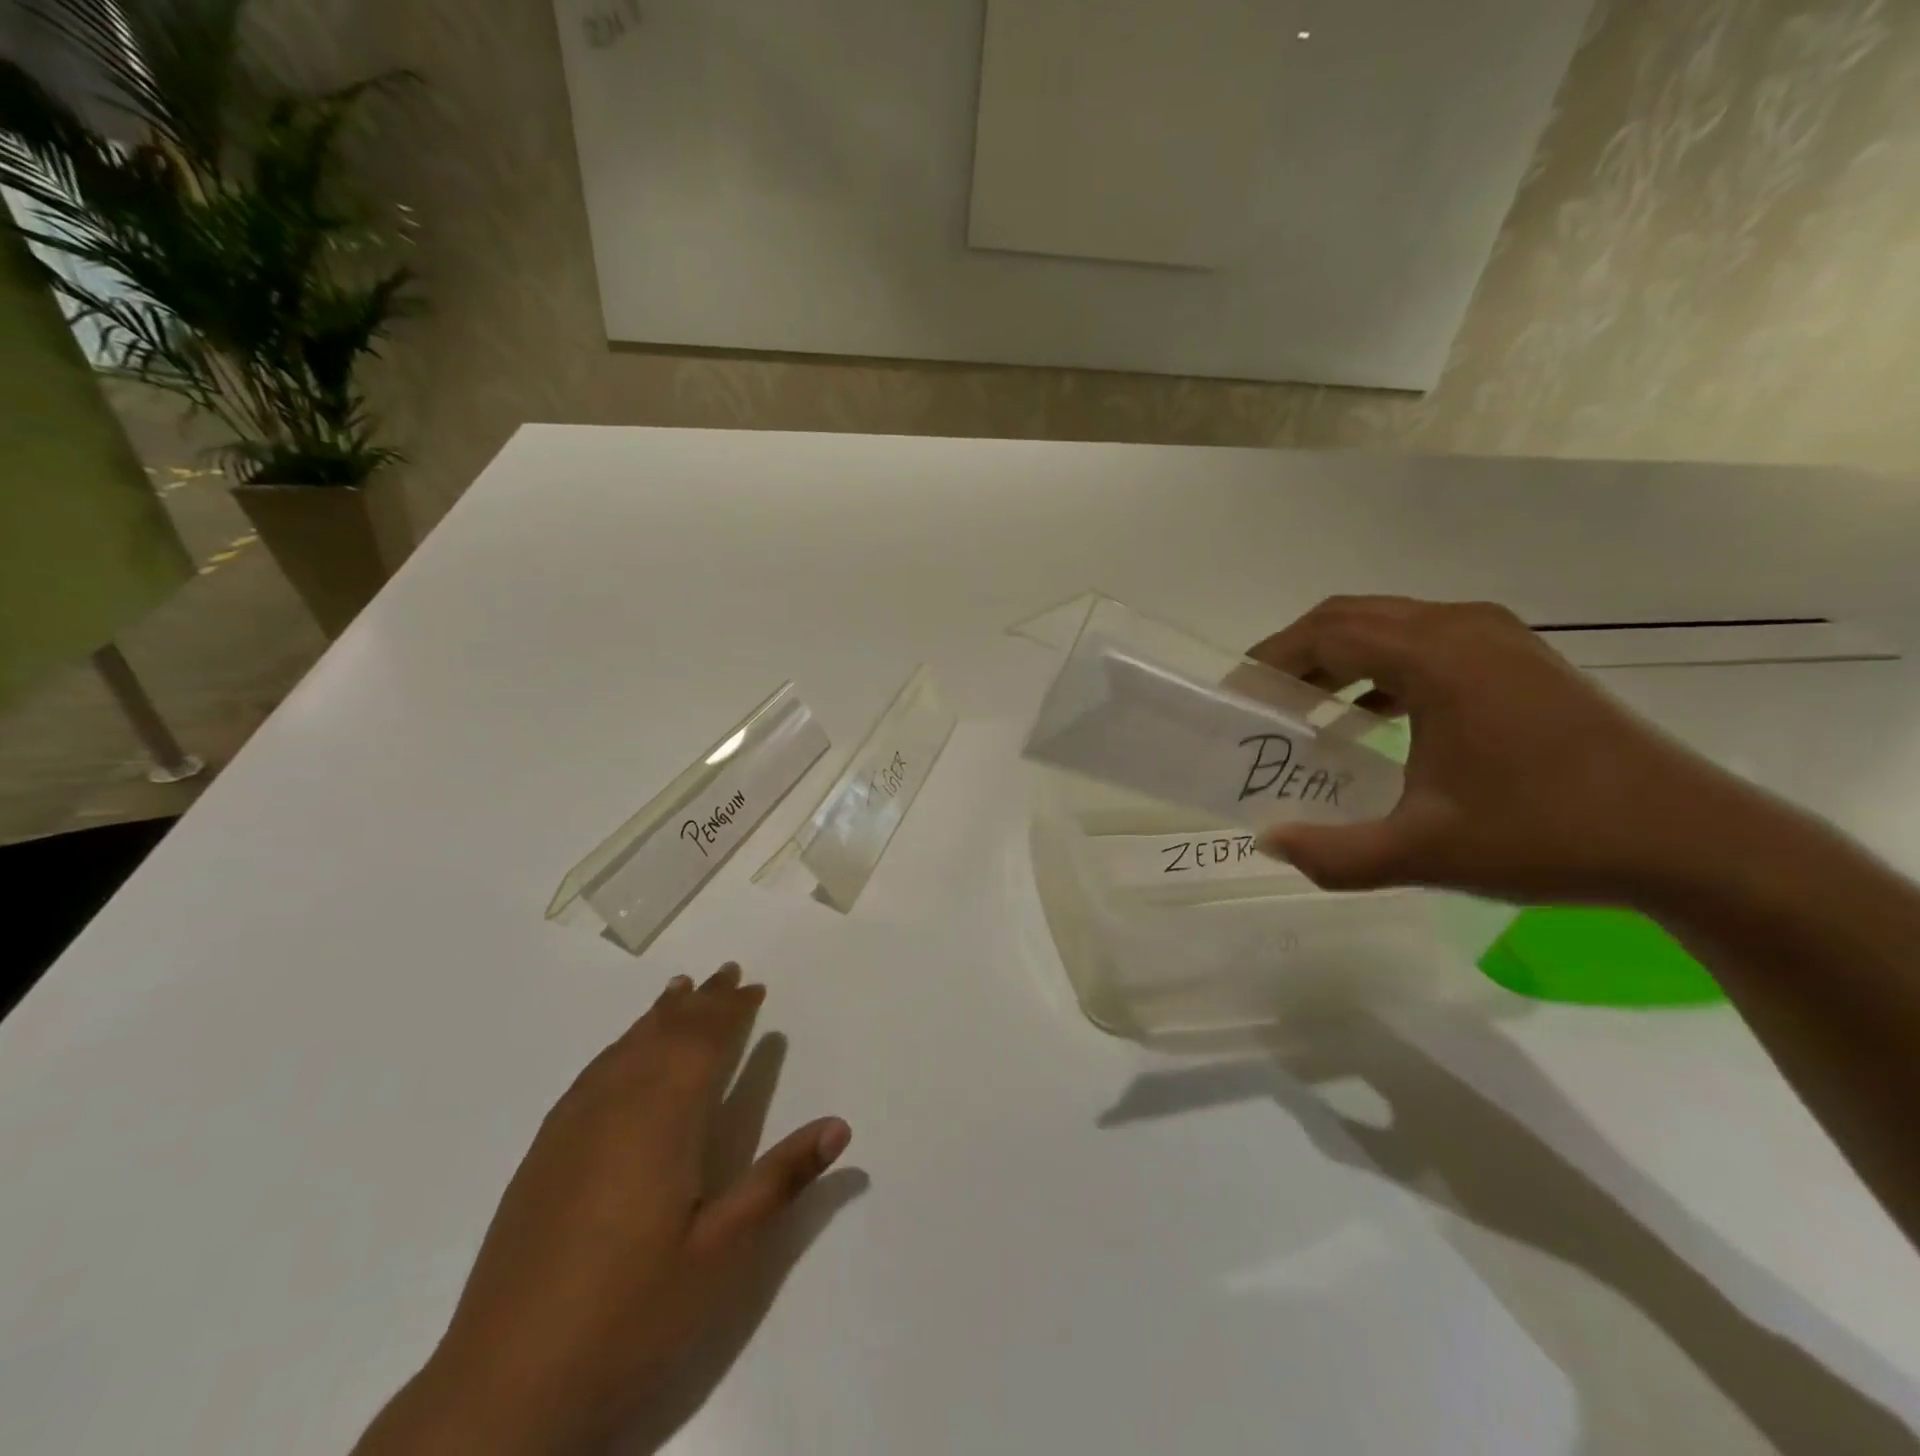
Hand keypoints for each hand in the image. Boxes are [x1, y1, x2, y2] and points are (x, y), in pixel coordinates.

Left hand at [353, 964, 851, 1455]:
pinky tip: (623, 1054)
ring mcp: (571, 1130)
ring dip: (658, 1016)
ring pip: (623, 1048)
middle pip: (663, 1034)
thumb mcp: (721, 1254)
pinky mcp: (542, 1156)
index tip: (754, 986)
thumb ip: (780, 1180)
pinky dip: (619, 1047)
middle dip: (699, 1001)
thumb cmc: (629, 1316)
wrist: (501, 1393)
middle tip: (727, 972)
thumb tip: (840, 1125)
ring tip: (680, 991)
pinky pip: (591, 1074)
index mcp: (662, 1120)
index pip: (702, 1042)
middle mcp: (615, 1107)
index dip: (730, 1010)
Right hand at [1246, 596, 1762, 903]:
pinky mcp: (1518, 657)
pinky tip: (1371, 713)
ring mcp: (1497, 637)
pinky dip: (1380, 666)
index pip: (1325, 634)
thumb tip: (1268, 842)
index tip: (1236, 697)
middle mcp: (1462, 628)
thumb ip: (1333, 853)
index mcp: (1435, 657)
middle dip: (1297, 653)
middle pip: (1351, 616)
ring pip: (1389, 624)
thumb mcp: (1423, 853)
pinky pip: (1424, 641)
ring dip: (1338, 657)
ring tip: (1306, 708)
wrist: (1689, 840)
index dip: (1270, 661)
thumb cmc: (1547, 835)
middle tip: (1262, 702)